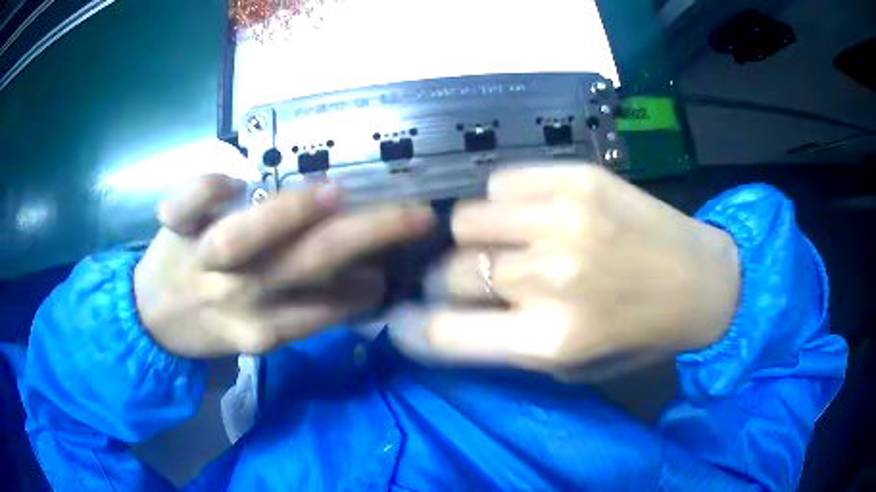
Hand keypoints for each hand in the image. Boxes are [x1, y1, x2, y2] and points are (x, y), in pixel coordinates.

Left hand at [134, 175, 435, 357]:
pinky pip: (187, 203)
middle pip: (306, 265)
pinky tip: (233, 178)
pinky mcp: (174, 229)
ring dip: (291, 214)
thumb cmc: (207, 327)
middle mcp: (237, 296)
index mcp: (263, 329)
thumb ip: (308, 311)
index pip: (329, 307)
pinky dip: (206, 187)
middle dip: (369, 237)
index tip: (395, 260)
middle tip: (417, 214)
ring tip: (336, 193)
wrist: (150, 320)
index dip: (369, 284)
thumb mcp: (261, 336)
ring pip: (246, 236)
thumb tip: (363, 282)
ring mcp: (202, 259)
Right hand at [388, 165, 739, 380]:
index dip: (409, 328)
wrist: (703, 281)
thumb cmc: (641, 335)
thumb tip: (448, 318)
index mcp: (549, 340)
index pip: (441, 334)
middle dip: (447, 283)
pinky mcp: (577, 178)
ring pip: (466, 220)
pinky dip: (505, 203)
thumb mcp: (572, 368)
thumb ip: (508, 347)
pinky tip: (532, 214)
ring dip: (475, 239)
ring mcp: (563, 219)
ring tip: (505, 244)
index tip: (403, 321)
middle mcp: (549, 278)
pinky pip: (501, 183)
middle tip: (472, 283)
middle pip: (449, 273)